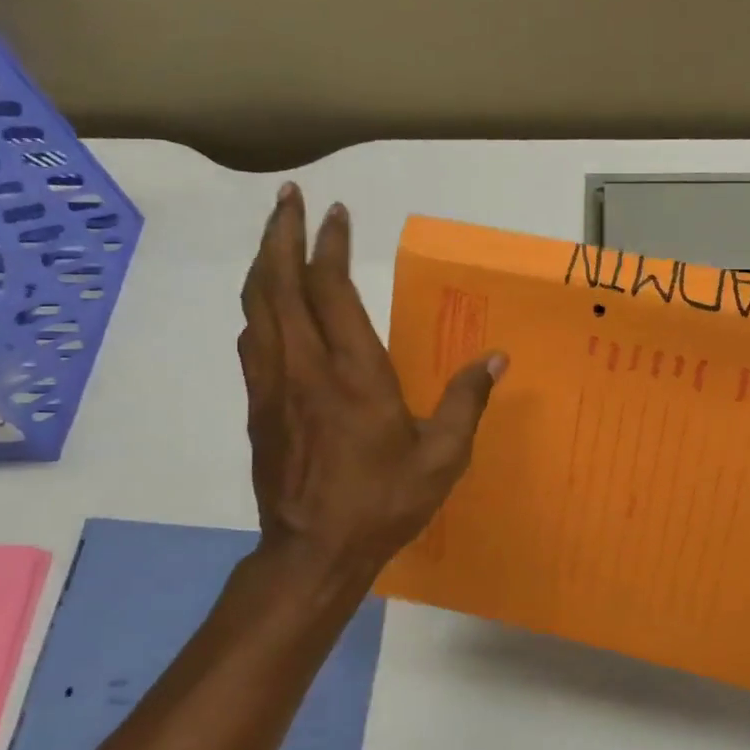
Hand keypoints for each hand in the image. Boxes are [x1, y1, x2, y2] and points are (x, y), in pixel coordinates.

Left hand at [238, 183, 505, 586]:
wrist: (313, 552)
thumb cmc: (383, 502)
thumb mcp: (442, 457)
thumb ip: (467, 402)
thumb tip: (496, 357)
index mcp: (354, 374)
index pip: (331, 290)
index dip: (329, 246)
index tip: (335, 212)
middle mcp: (305, 367)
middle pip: (278, 284)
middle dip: (280, 234)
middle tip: (287, 197)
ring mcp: (273, 386)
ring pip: (256, 308)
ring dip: (263, 264)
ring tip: (274, 236)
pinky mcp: (258, 407)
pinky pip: (252, 340)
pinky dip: (259, 307)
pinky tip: (268, 304)